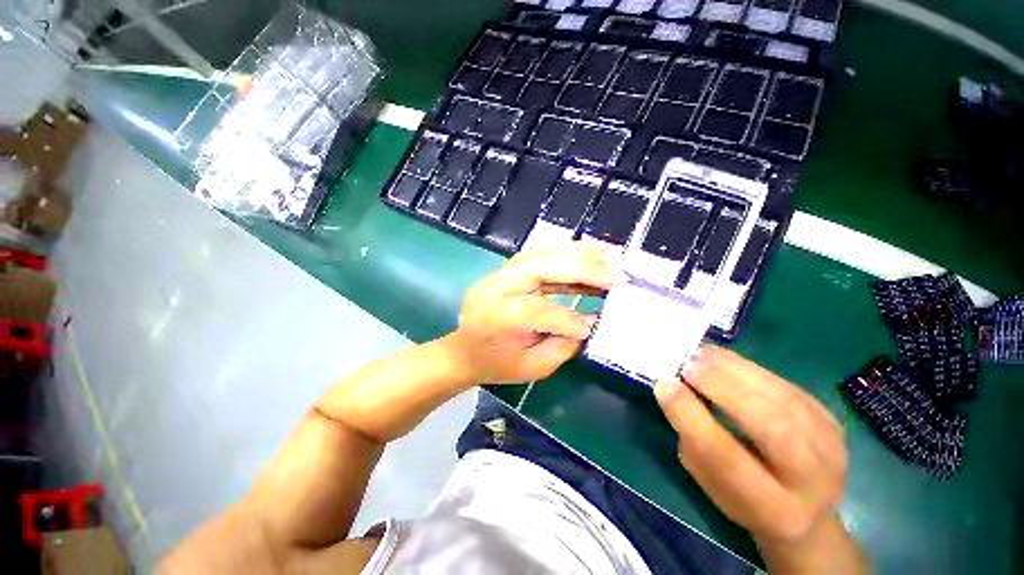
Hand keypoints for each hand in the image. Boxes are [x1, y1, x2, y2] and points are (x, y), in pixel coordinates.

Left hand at [446, 243, 623, 384]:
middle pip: (537, 269)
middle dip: (580, 268)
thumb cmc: (495, 364)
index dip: (568, 318)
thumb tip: (591, 323)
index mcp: (495, 318)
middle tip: (616, 274)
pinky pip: (538, 254)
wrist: (463, 350)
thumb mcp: (531, 368)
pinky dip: (566, 252)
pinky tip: (588, 253)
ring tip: (609, 256)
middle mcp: (494, 289)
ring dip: (577, 253)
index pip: (535, 310)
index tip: (596, 324)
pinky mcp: (506, 269)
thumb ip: (562, 346)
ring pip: (539, 254)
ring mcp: (498, 275)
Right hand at [654, 347, 865, 571]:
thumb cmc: (742, 497)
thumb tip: (674, 388)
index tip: (664, 386)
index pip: (727, 458)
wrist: (806, 510)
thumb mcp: (710, 479)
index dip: (692, 417)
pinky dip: (750, 368)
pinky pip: (787, 386)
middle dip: (723, 389)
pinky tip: (723, 359)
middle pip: (770, 426)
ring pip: (782, 399)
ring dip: (736, 371)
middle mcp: (811, 480)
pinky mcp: (832, 421)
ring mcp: (830, 447)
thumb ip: (694, 437)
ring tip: (701, 356)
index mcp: (772, 508)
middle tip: (688, 366)